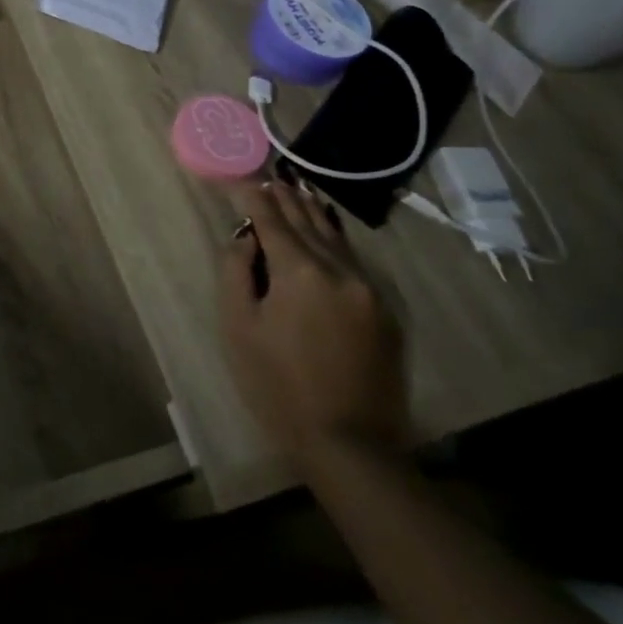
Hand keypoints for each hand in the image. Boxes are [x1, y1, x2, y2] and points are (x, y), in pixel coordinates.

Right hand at [219, 178, 409, 467]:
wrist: (352, 447)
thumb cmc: (279, 385)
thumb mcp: (240, 327)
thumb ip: (237, 271)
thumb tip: (246, 238)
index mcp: (300, 272)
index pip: (271, 218)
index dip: (252, 196)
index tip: (238, 177)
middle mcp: (339, 270)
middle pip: (306, 221)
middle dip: (283, 198)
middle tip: (268, 176)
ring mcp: (369, 291)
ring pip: (335, 238)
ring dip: (312, 213)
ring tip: (296, 190)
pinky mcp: (385, 313)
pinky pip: (354, 261)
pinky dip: (334, 240)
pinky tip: (326, 232)